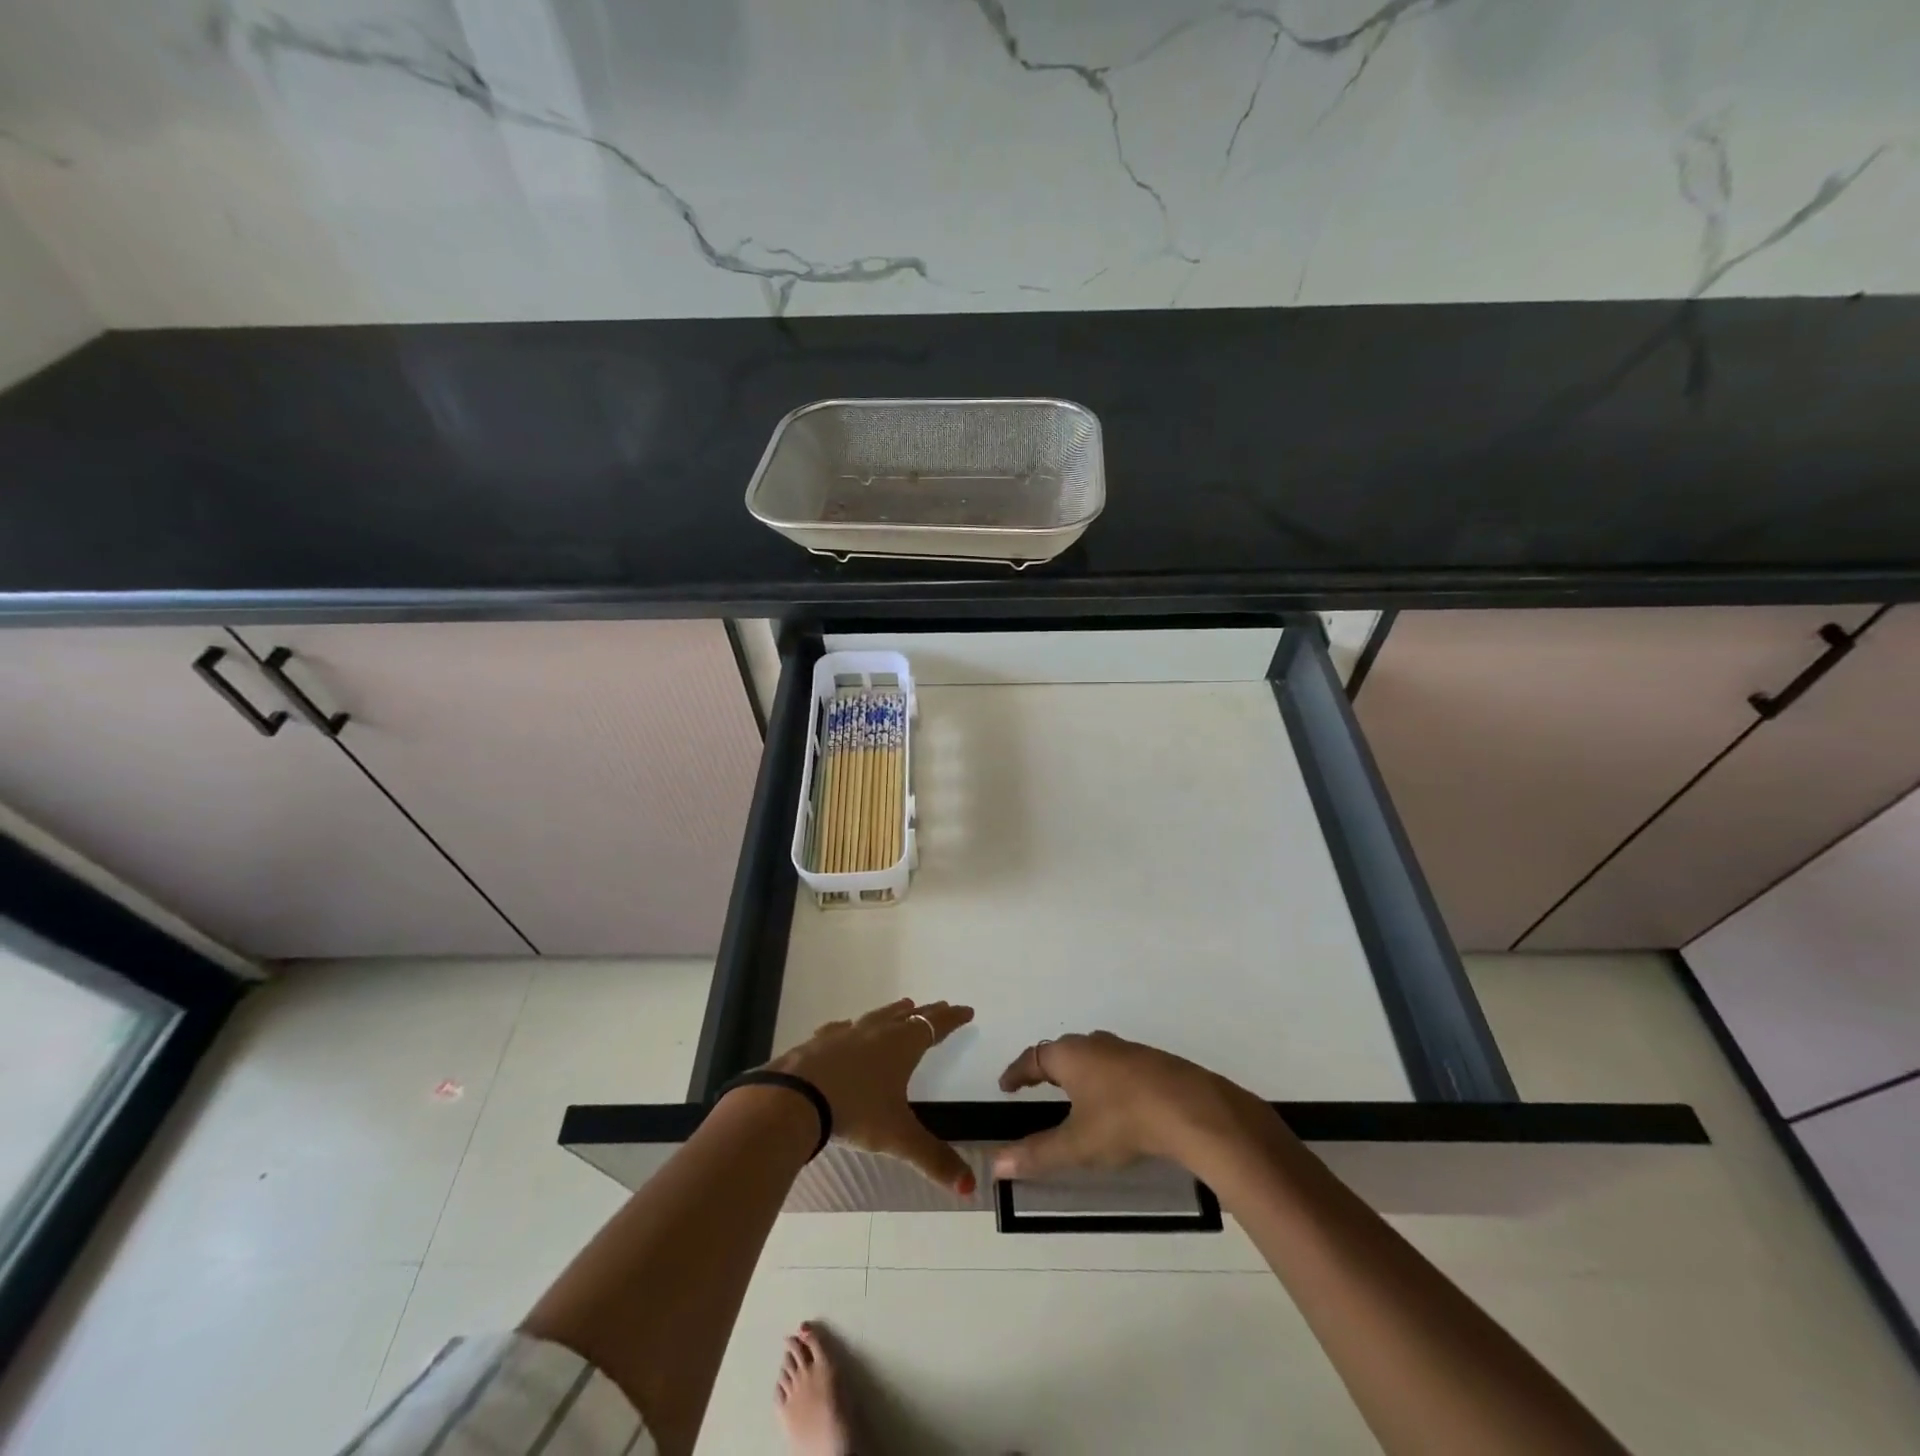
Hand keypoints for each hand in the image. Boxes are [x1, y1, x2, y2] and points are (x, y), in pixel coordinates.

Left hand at [761, 997, 976, 1195]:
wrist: (796, 1096)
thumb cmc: (856, 1111)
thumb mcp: (898, 1138)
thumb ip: (933, 1159)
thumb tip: (970, 1187)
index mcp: (902, 1046)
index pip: (934, 1027)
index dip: (952, 1019)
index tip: (966, 1010)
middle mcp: (877, 1032)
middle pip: (909, 1016)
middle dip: (928, 1012)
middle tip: (941, 1006)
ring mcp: (847, 1033)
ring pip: (878, 1016)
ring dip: (894, 1012)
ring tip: (904, 1005)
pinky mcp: (820, 1041)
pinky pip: (844, 1028)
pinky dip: (854, 1027)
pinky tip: (848, 1027)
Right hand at [993, 1031, 1260, 1180]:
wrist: (1190, 1108)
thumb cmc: (1123, 1121)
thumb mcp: (1077, 1144)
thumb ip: (1037, 1154)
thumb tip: (995, 1164)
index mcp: (1070, 1055)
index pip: (1033, 1058)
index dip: (1017, 1072)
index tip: (1006, 1084)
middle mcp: (1095, 1044)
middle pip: (1063, 1050)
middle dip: (1048, 1067)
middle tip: (1037, 1084)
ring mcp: (1127, 1050)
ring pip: (1093, 1054)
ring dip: (1080, 1070)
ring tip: (1076, 1091)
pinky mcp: (1152, 1062)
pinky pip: (1117, 1065)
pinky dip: (1106, 1078)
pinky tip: (1116, 1099)